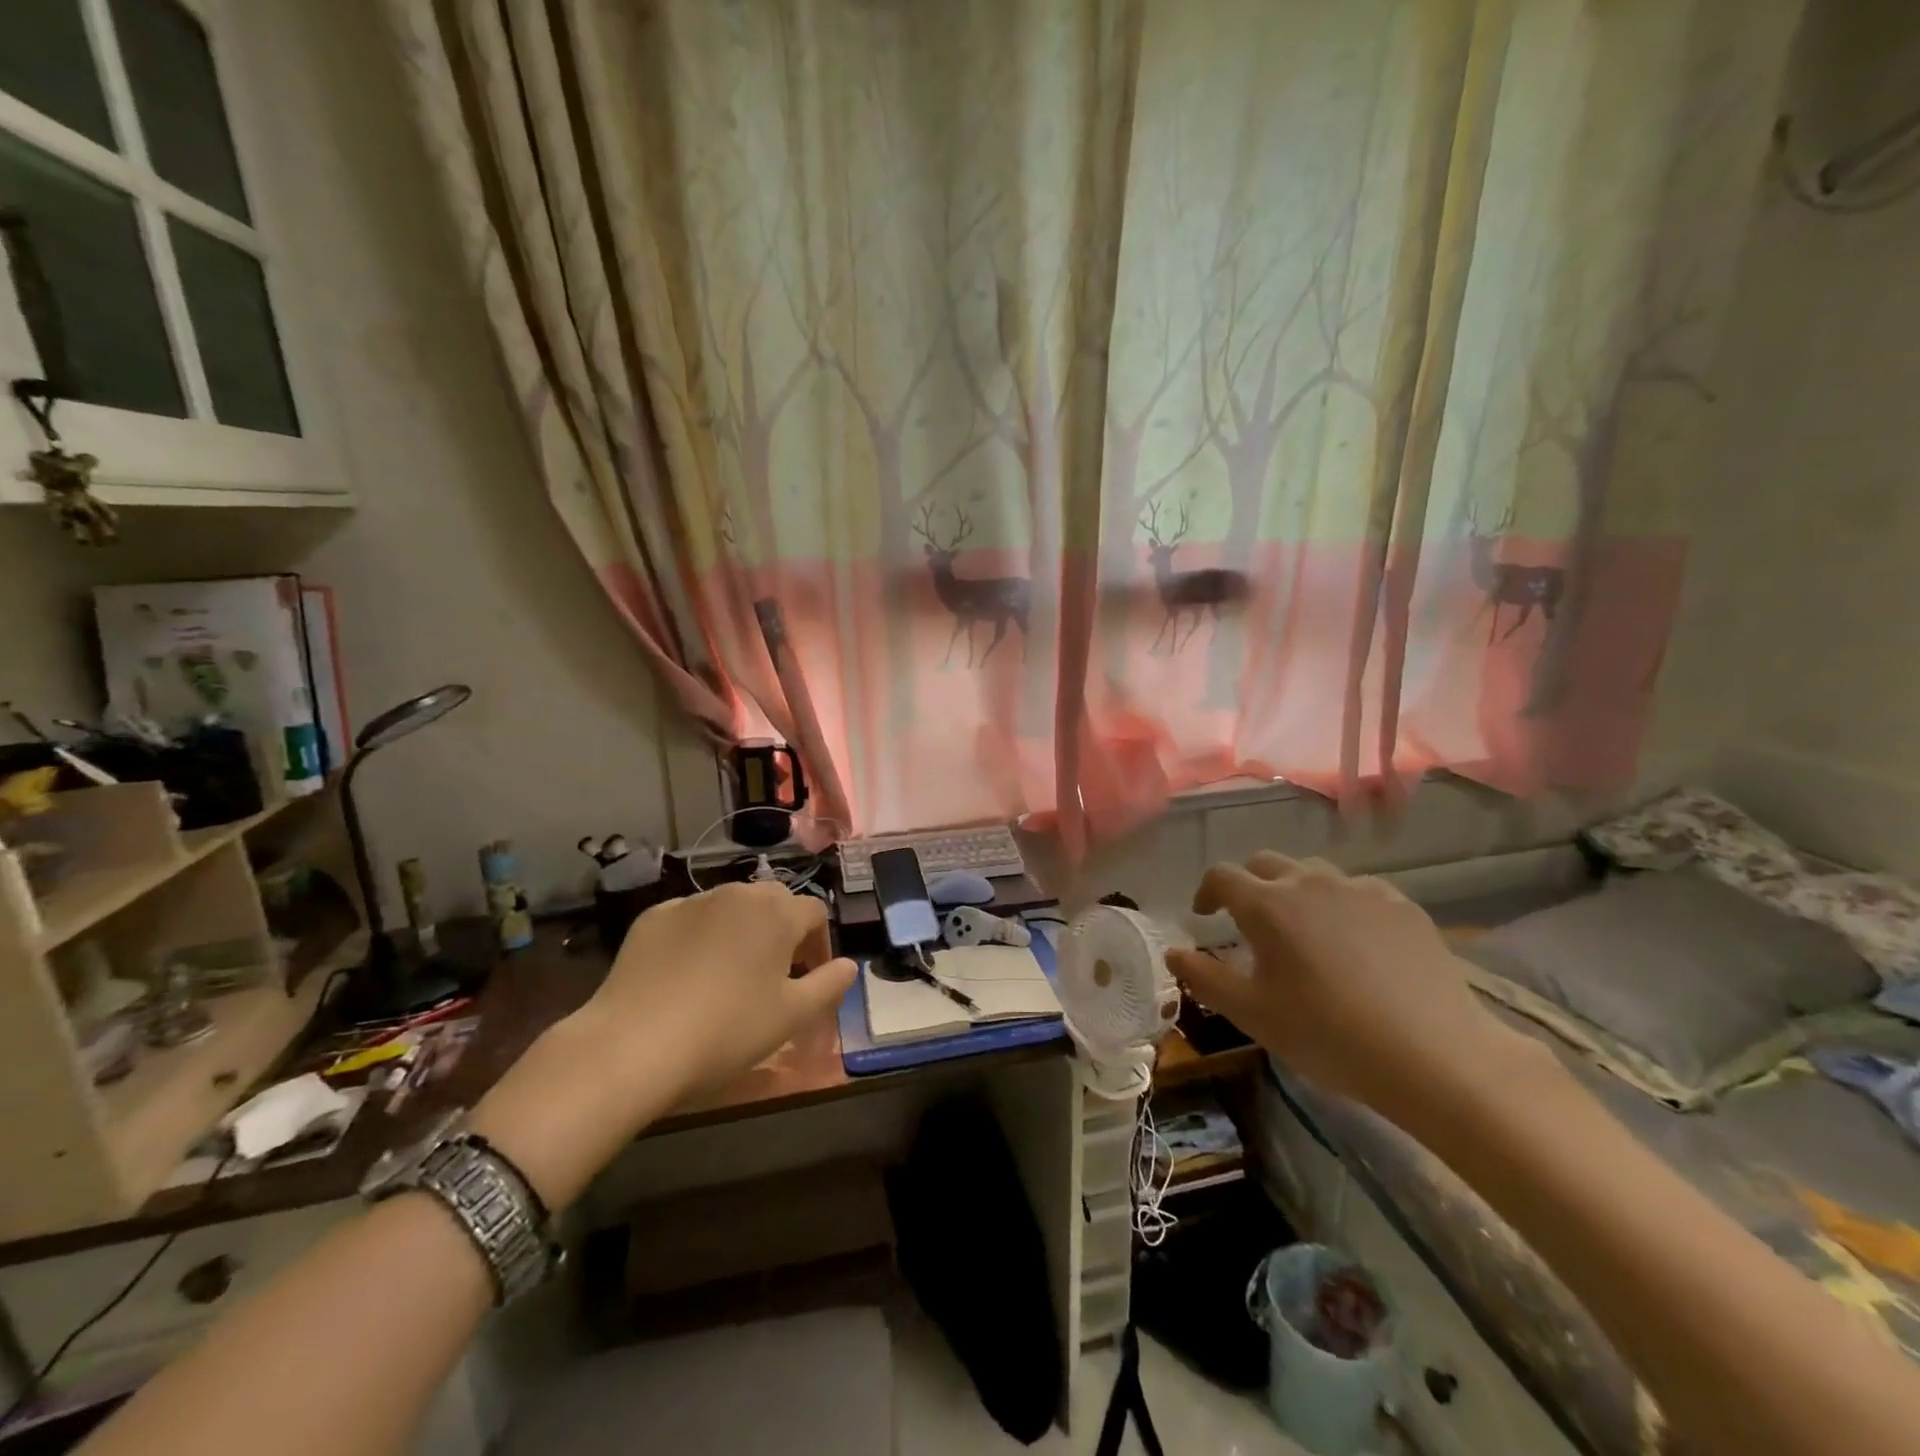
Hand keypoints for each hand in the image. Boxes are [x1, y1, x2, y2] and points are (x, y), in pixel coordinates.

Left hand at [584, 882, 856, 1095]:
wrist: (632, 1045)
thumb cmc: (727, 1030)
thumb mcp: (792, 1017)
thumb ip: (829, 984)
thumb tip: (848, 965)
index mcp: (777, 912)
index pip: (815, 913)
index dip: (819, 943)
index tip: (811, 978)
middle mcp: (737, 893)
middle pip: (773, 902)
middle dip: (781, 931)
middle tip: (774, 975)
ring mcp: (690, 902)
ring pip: (730, 908)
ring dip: (741, 931)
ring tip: (730, 974)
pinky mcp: (652, 918)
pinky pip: (690, 920)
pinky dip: (699, 938)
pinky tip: (686, 976)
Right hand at [1165, 853, 1529, 1127]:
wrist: (1436, 1056)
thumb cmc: (1328, 1035)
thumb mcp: (1252, 1014)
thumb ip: (1203, 978)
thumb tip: (1173, 953)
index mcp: (1267, 905)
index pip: (1221, 876)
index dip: (1206, 892)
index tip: (1205, 916)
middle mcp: (1309, 883)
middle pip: (1265, 864)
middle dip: (1248, 885)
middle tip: (1249, 921)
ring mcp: (1360, 889)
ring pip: (1313, 873)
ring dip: (1295, 891)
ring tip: (1303, 930)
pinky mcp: (1402, 905)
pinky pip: (1357, 891)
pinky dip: (1341, 905)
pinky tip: (1355, 943)